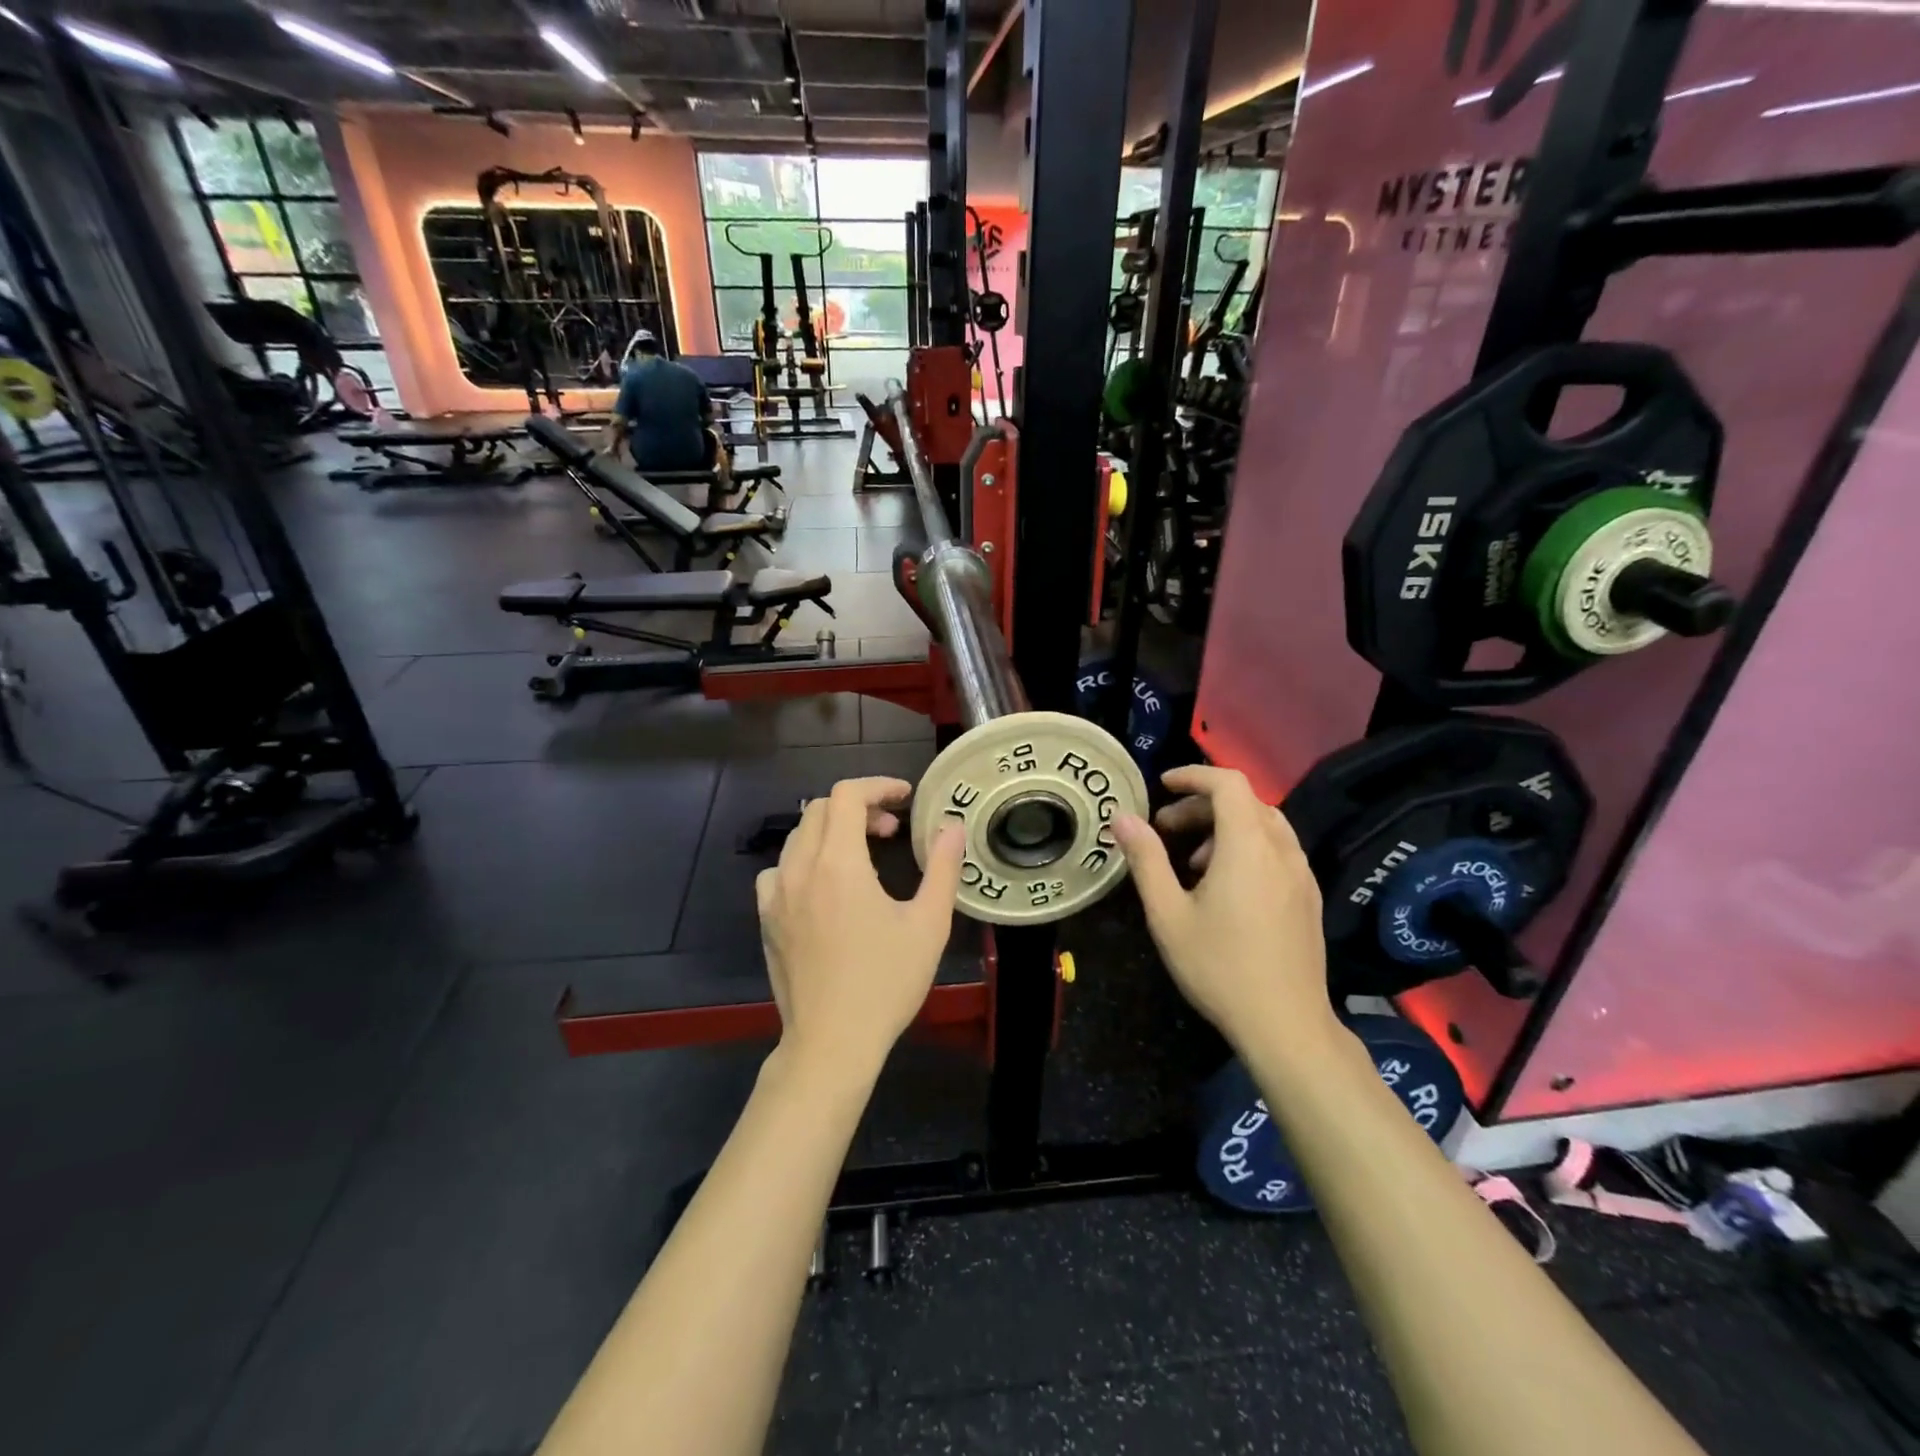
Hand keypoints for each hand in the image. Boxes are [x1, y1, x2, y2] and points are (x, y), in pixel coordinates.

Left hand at [756, 777, 965, 1081]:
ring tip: (863, 856)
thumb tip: (952, 826)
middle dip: (859, 807)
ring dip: (832, 831)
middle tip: (892, 831)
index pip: (847, 795)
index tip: (905, 798)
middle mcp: (800, 869)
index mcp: (839, 864)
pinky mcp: (766, 919)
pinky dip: (804, 860)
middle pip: (821, 809)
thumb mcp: (929, 924)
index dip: (878, 787)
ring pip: (798, 836)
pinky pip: (779, 869)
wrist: (832, 1043)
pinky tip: (824, 887)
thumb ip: (943, 867)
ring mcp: (776, 895)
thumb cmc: (886, 982)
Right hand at [1113, 765, 1336, 1052]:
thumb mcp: (1168, 914)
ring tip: (1191, 861)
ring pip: (1263, 825)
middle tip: (1165, 828)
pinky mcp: (1309, 897)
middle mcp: (1281, 850)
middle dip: (1201, 805)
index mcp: (1248, 846)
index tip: (1162, 786)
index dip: (1194, 775)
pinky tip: (1225, 886)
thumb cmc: (1219, 967)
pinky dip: (1247, 847)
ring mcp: (1302, 874)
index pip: (1228, 783)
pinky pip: (1277, 850)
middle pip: (1244, 802)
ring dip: (1224, 826)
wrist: (1286, 1025)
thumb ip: (1146, 859)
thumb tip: (1122, 818)